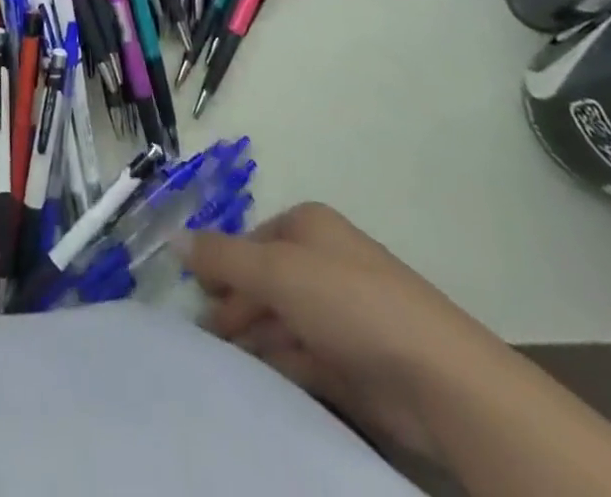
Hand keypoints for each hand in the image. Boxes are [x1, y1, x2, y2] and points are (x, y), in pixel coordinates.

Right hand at [179, 203, 514, 462]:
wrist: (439, 382)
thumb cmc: (350, 304)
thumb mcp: (276, 271)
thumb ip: (221, 257)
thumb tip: (171, 236)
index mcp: (309, 226)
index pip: (250, 240)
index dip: (221, 266)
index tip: (195, 297)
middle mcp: (324, 262)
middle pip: (263, 281)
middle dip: (233, 307)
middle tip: (202, 339)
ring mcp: (340, 314)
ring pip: (280, 322)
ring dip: (252, 341)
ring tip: (220, 364)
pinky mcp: (352, 362)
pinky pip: (301, 358)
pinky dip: (277, 368)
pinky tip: (254, 384)